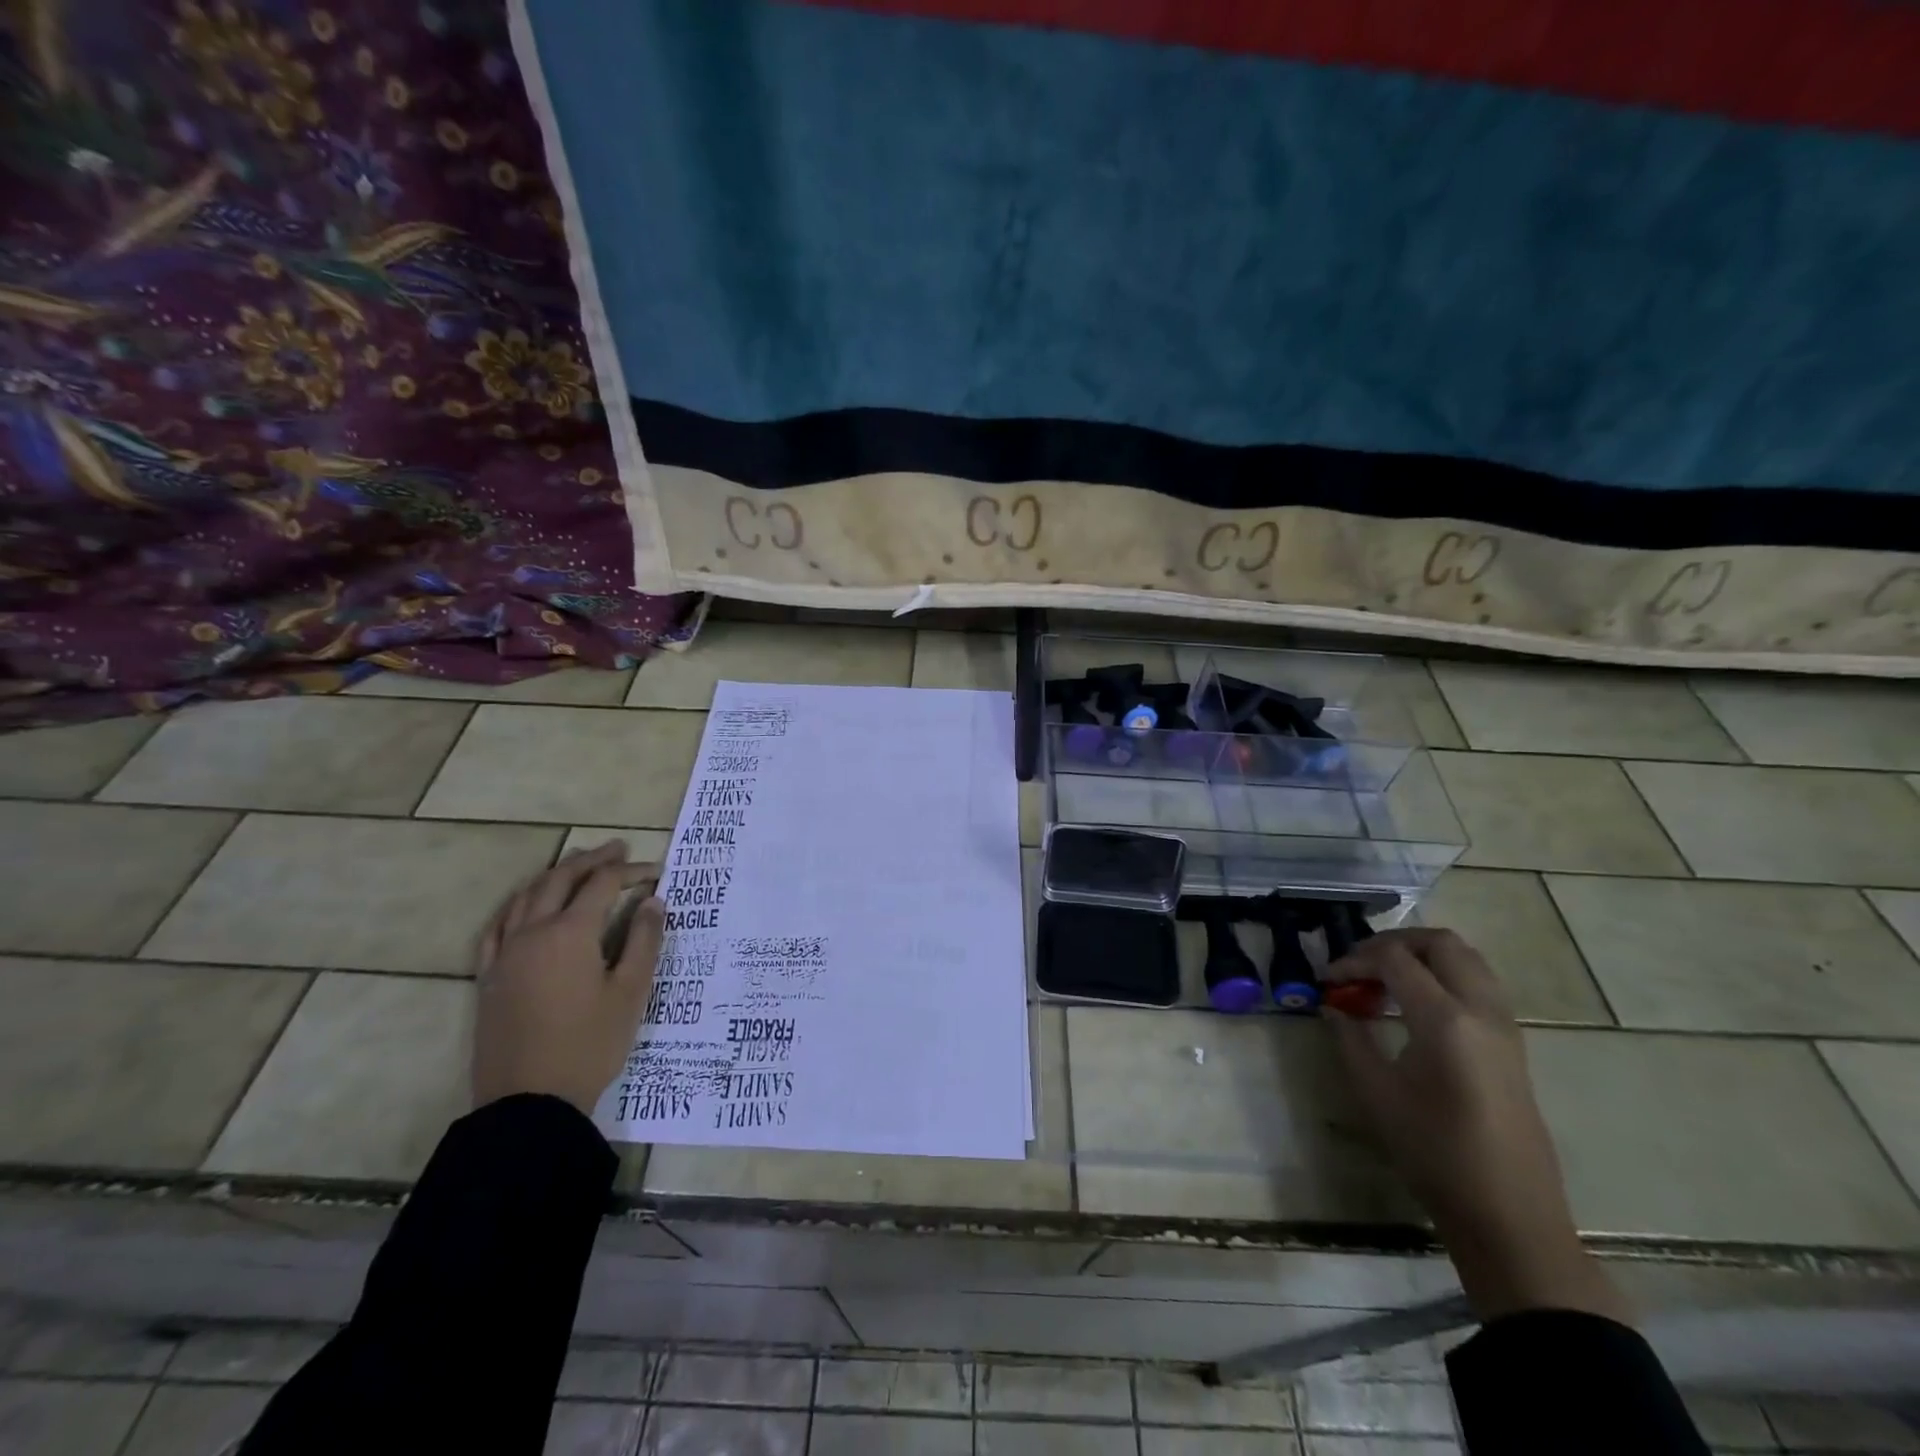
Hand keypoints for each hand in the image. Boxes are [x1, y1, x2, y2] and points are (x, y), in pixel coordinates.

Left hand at [472, 842, 664, 1115]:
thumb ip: (644, 941)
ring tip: (576, 865)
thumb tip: (653, 902)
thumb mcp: (631, 993)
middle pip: (561, 880)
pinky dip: (517, 905)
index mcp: (570, 933)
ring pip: (526, 897)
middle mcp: (533, 933)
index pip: (603, 885)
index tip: (656, 872)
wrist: (529, 1102)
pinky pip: (498, 927)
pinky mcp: (489, 977)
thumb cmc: (589, 1045)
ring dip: (555, 874)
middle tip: (618, 848)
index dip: (630, 872)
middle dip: (592, 860)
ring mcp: (505, 954)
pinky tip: (525, 906)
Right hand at [1325, 927, 1629, 1324]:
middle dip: (1393, 943)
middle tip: (1359, 965)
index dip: (1353, 960)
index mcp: (1446, 1020)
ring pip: (1466, 957)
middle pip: (1440, 942)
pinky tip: (1415, 1005)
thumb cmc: (1434, 1153)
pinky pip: (1479, 982)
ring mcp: (1505, 1025)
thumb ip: (1350, 1039)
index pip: (1394, 958)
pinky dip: (1444, 975)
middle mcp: (1482, 1009)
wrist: (1508, 1214)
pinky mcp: (1512, 1042)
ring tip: (1385, 980)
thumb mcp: (1376, 1093)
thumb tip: (1334, 1007)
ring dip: (1422, 955)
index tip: (1327, 979)